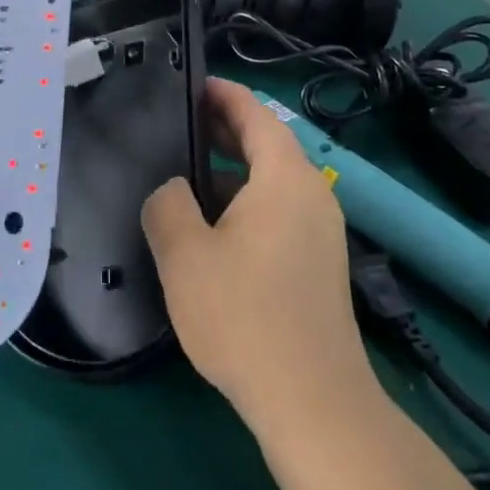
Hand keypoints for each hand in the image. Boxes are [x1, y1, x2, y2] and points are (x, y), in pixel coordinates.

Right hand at [142, 79, 371, 437]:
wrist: (313, 404)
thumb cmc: (245, 315)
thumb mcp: (185, 254)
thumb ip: (167, 203)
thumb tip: (172, 190)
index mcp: (285, 177)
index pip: (255, 114)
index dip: (223, 94)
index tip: (191, 85)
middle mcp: (312, 194)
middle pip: (268, 144)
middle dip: (224, 129)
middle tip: (178, 124)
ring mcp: (321, 231)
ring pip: (273, 181)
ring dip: (233, 170)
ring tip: (186, 175)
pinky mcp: (319, 263)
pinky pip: (280, 210)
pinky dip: (248, 201)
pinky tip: (213, 227)